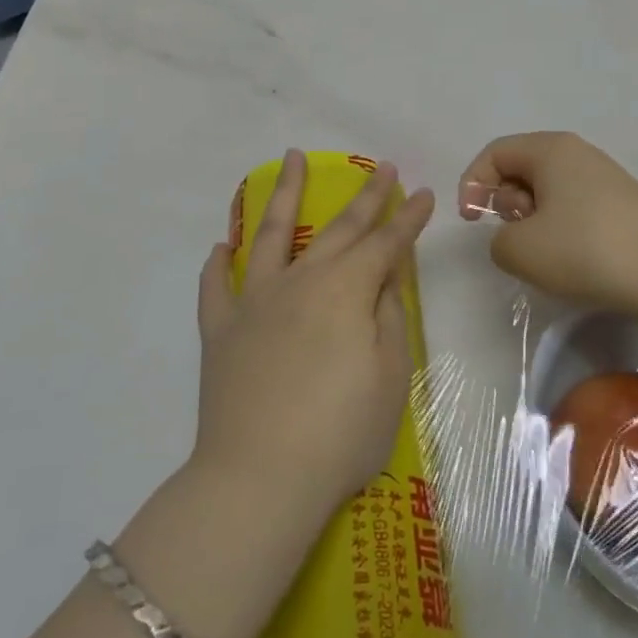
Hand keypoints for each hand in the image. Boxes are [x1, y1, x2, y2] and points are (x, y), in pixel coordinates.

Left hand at [193, 150, 435, 524]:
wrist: (260, 478)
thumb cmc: (340, 435)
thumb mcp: (390, 379)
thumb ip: (389, 319)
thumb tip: (385, 279)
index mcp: (345, 292)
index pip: (385, 244)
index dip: (407, 218)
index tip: (422, 193)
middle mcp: (300, 282)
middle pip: (337, 229)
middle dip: (364, 197)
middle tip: (380, 167)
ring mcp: (254, 302)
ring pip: (270, 234)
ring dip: (283, 194)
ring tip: (291, 159)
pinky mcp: (220, 330)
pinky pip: (215, 287)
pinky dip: (218, 264)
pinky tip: (222, 246)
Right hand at [458, 132, 637, 317]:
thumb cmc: (586, 250)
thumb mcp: (519, 249)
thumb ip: (497, 240)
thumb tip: (515, 238)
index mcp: (550, 149)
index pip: (494, 153)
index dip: (472, 184)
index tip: (471, 222)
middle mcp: (578, 154)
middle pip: (520, 168)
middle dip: (505, 203)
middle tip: (515, 235)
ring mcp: (604, 179)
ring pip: (547, 191)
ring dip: (532, 221)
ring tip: (545, 253)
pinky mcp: (622, 206)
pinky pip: (573, 208)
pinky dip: (560, 230)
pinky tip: (573, 261)